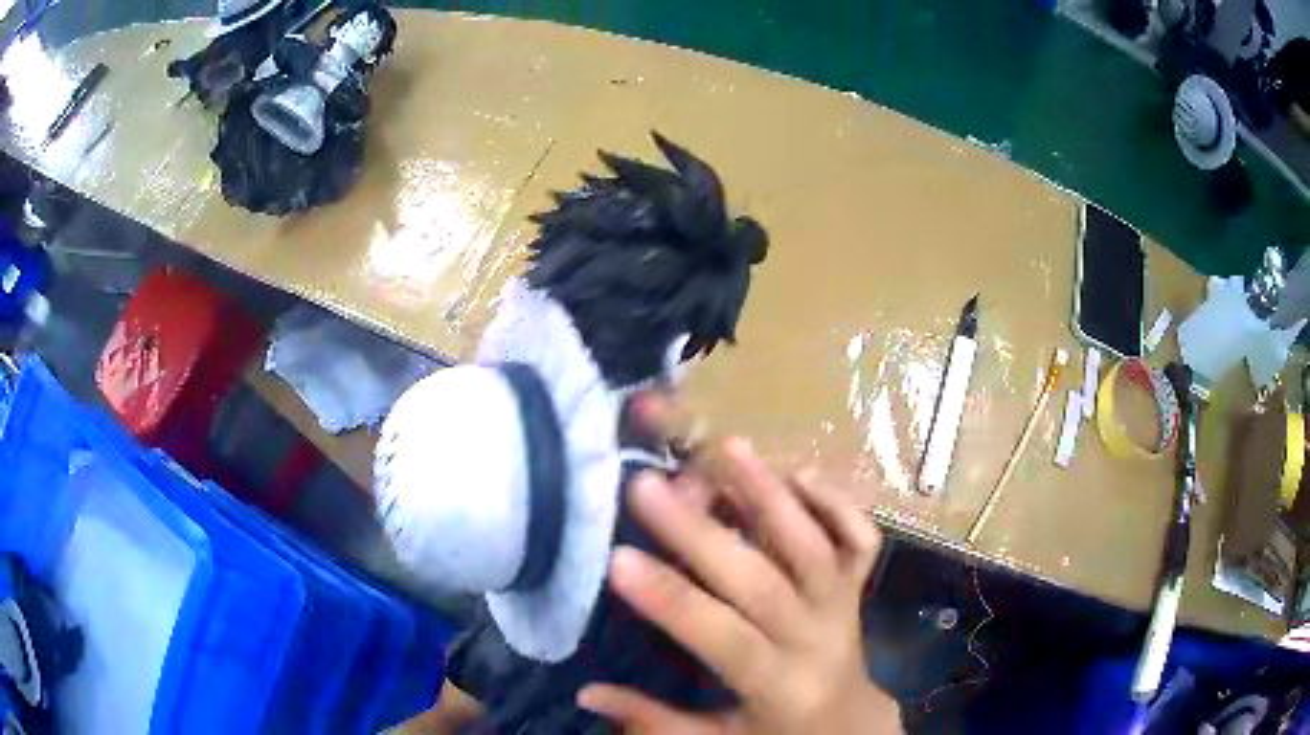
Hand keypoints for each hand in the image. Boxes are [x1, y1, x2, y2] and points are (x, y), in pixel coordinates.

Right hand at [577, 396, 901, 733]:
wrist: (847, 721)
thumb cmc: (776, 732)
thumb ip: (656, 721)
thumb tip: (588, 691)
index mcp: (779, 685)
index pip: (724, 637)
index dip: (672, 600)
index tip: (617, 558)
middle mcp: (817, 637)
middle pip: (763, 580)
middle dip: (701, 531)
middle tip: (646, 485)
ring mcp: (844, 603)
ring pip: (814, 544)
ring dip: (770, 494)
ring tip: (724, 448)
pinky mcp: (859, 585)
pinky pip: (860, 536)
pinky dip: (835, 500)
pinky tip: (795, 473)